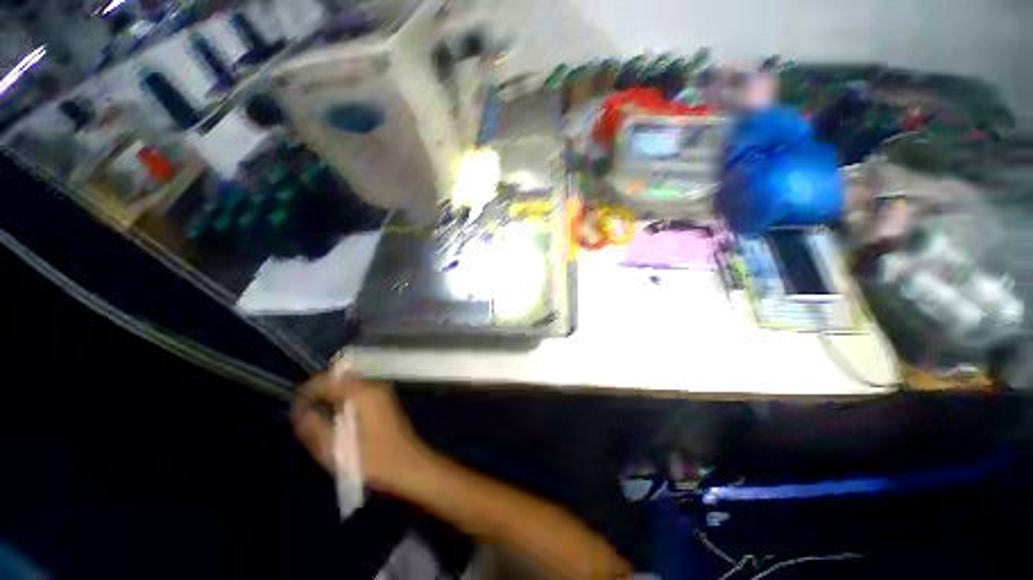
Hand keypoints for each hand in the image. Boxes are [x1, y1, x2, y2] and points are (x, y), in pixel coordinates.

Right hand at [291, 373, 436, 493]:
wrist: (409, 466)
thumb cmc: (376, 460)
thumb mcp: (338, 451)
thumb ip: (314, 429)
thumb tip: (298, 412)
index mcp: (364, 393)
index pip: (327, 380)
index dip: (306, 392)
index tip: (294, 413)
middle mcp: (374, 386)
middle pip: (338, 381)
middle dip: (318, 397)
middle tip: (304, 421)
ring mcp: (381, 393)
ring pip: (346, 388)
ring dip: (329, 401)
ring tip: (318, 424)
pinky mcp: (383, 402)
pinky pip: (356, 395)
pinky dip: (342, 405)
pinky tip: (337, 425)